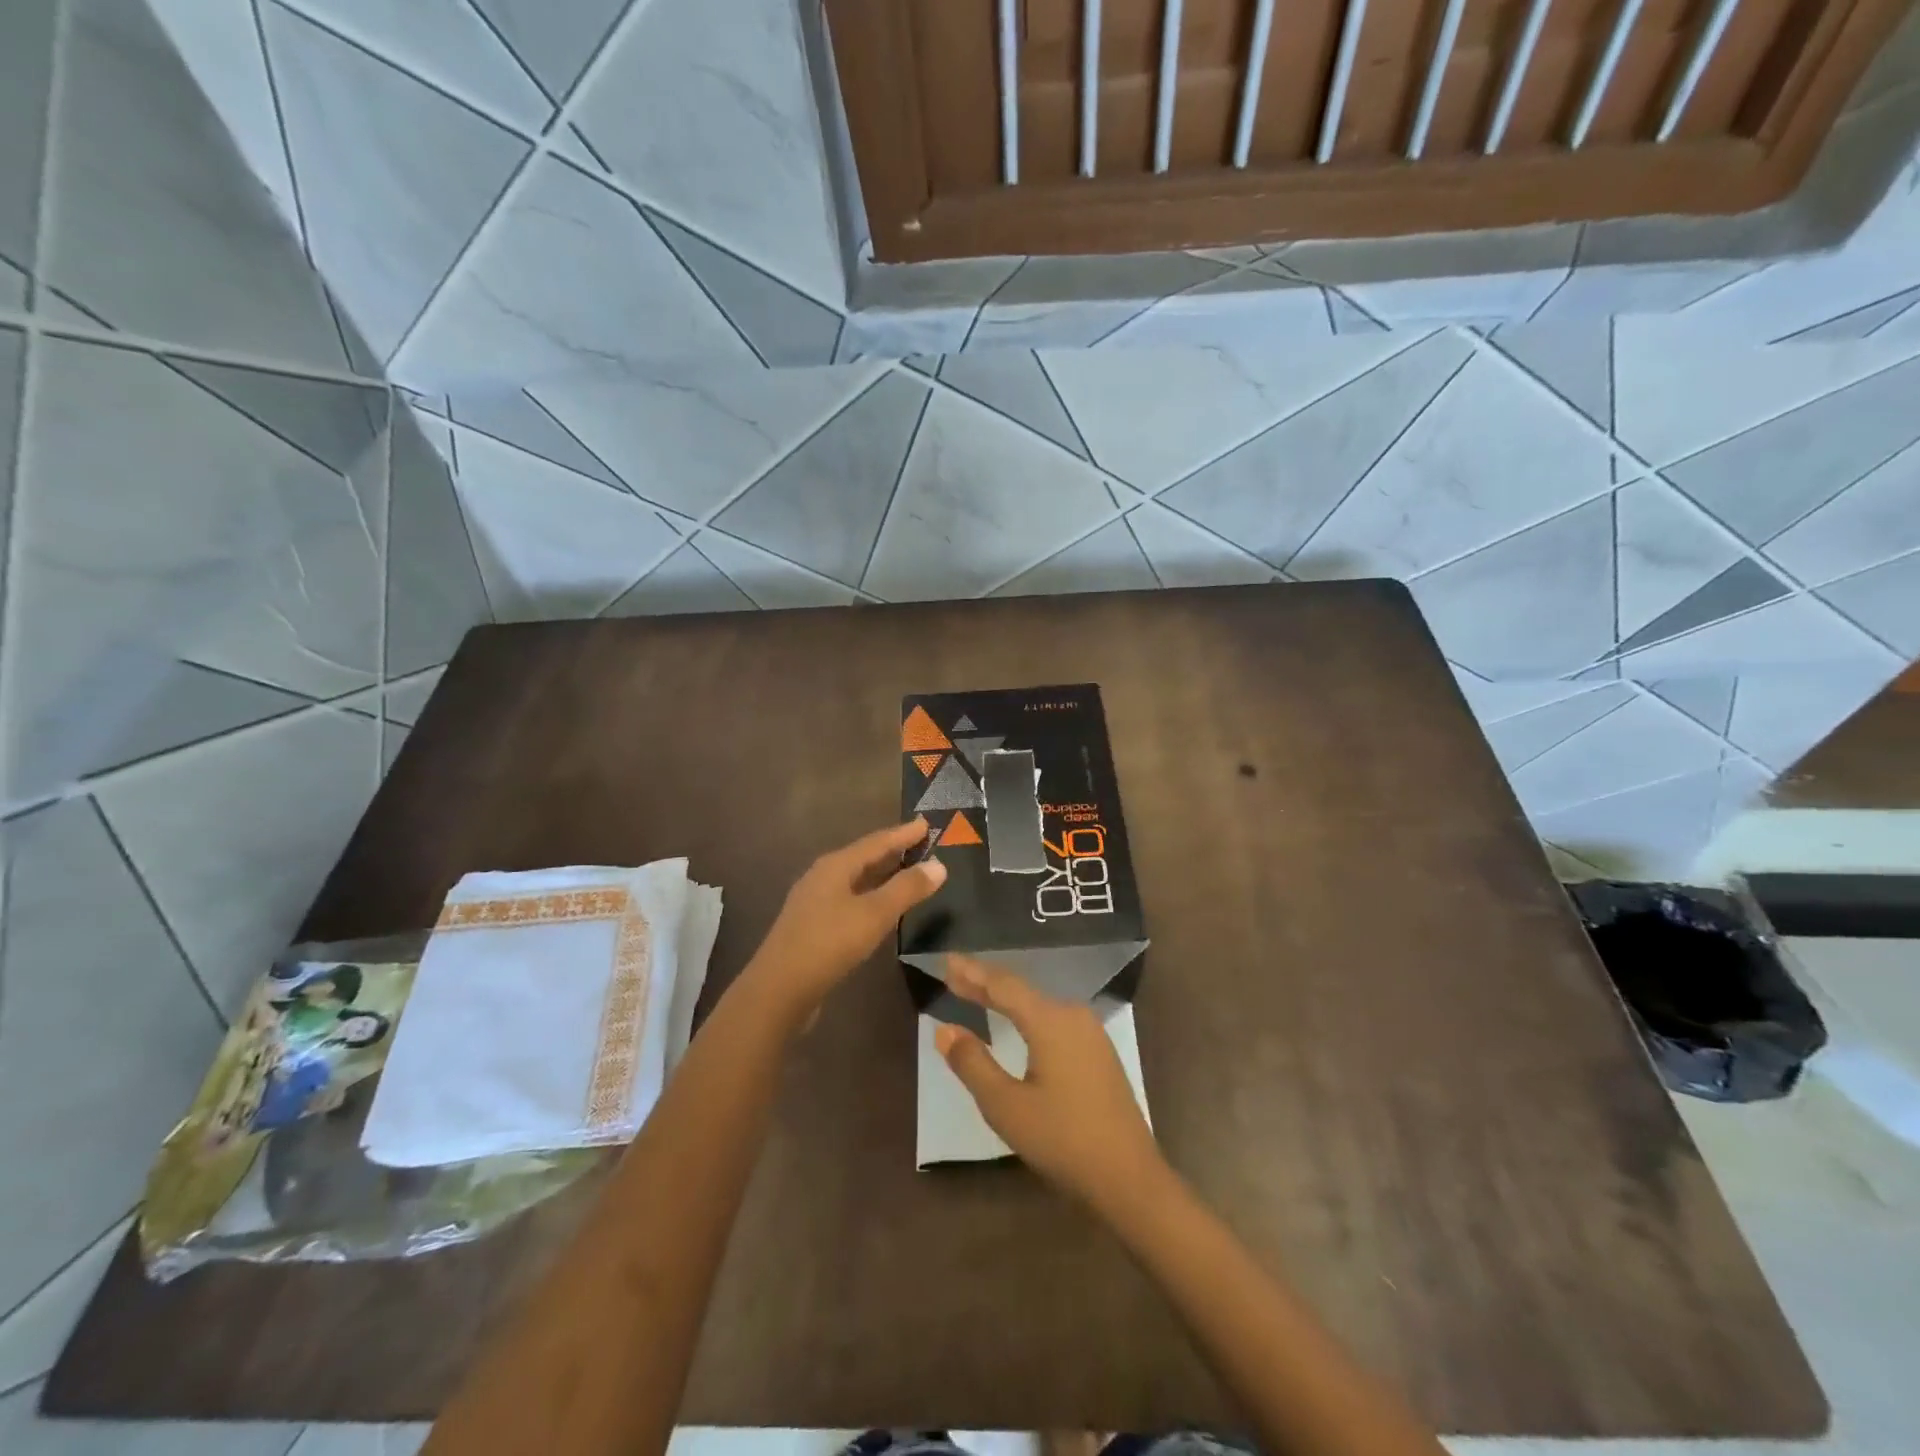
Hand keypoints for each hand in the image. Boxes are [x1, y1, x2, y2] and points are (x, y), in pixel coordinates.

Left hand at [745, 819, 946, 1022]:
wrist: (779, 990)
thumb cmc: (829, 943)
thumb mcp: (874, 914)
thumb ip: (907, 888)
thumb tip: (939, 864)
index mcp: (835, 865)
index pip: (877, 841)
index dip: (903, 833)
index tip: (926, 823)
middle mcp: (822, 876)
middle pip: (864, 857)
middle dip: (893, 851)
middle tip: (922, 845)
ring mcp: (814, 901)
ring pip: (856, 880)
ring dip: (882, 875)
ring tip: (907, 872)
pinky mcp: (813, 926)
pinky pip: (850, 899)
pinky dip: (871, 896)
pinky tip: (881, 908)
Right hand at [934, 955, 1165, 1212]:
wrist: (1130, 1179)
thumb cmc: (1063, 1140)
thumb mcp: (1006, 1106)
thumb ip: (973, 1064)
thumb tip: (945, 1029)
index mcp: (1050, 1020)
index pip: (1003, 985)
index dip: (972, 972)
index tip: (947, 959)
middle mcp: (1072, 1015)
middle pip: (1021, 990)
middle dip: (985, 983)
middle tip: (953, 974)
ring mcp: (1091, 1033)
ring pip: (1038, 1004)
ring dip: (1006, 999)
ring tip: (976, 992)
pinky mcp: (1098, 1052)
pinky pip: (1054, 1020)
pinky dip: (1026, 1015)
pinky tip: (1017, 1021)